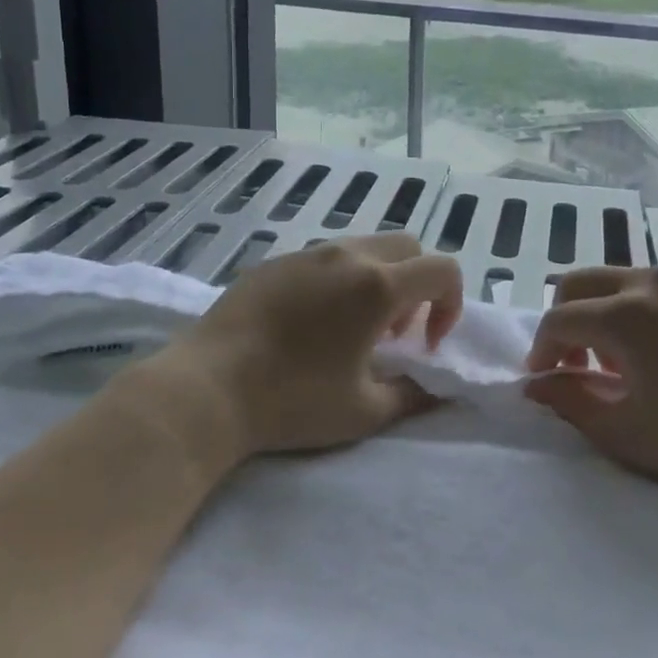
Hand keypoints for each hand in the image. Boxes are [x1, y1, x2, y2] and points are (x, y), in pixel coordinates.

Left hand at [134, 234, 463, 460]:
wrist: (206, 389)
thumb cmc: (293, 401)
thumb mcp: (364, 411)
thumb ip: (414, 394)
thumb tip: (439, 388)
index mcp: (378, 285)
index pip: (443, 270)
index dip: (450, 304)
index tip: (425, 344)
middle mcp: (348, 256)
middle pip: (408, 247)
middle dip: (418, 284)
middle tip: (394, 332)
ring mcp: (308, 253)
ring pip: (365, 246)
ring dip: (379, 278)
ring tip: (352, 327)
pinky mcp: (275, 261)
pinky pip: (325, 257)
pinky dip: (340, 279)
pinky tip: (310, 323)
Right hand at [523, 266, 657, 501]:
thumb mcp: (626, 432)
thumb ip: (570, 402)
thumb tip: (537, 384)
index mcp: (624, 314)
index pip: (559, 319)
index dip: (541, 350)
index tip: (543, 380)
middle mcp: (649, 280)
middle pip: (579, 283)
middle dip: (562, 320)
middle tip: (570, 365)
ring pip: (615, 279)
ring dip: (597, 313)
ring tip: (613, 363)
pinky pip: (649, 285)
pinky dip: (630, 307)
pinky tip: (651, 351)